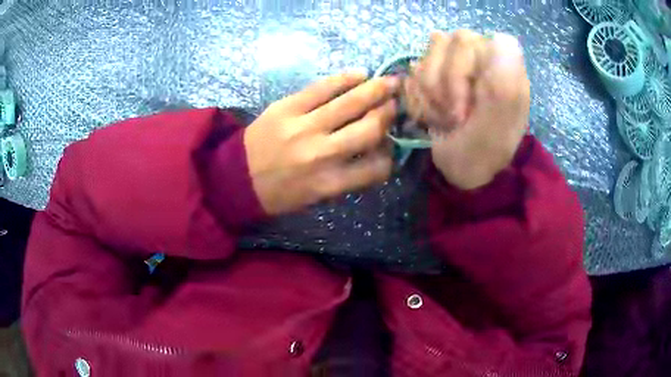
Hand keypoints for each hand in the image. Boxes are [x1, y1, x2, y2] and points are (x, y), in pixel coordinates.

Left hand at [244, 72, 398, 214]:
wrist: (236, 177)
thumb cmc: (279, 193)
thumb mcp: (316, 199)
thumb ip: (348, 178)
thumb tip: (376, 152)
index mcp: (329, 183)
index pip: (377, 167)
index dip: (391, 154)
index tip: (392, 143)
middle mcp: (322, 154)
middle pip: (369, 128)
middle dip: (389, 114)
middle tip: (398, 103)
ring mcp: (304, 127)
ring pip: (350, 103)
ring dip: (376, 90)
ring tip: (390, 82)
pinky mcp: (287, 107)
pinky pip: (322, 88)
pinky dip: (345, 79)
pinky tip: (360, 74)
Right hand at [405, 30, 529, 189]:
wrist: (462, 170)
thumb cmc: (483, 153)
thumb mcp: (496, 128)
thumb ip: (503, 86)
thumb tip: (500, 41)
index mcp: (506, 68)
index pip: (474, 40)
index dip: (460, 71)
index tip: (463, 106)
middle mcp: (483, 58)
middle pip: (446, 43)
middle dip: (442, 86)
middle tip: (453, 118)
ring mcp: (459, 63)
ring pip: (426, 56)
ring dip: (429, 95)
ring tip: (445, 119)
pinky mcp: (439, 72)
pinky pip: (415, 71)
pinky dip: (419, 98)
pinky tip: (434, 115)